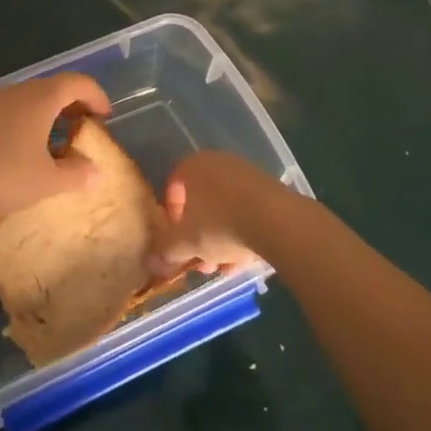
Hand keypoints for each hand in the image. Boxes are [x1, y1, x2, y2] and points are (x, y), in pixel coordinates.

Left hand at [0, 72, 111, 227]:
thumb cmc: (1, 175)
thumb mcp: (46, 182)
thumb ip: (76, 174)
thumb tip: (95, 171)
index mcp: (40, 99)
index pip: (77, 82)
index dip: (96, 96)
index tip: (105, 117)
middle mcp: (16, 92)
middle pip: (52, 89)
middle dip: (72, 107)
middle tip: (83, 131)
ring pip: (28, 101)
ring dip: (46, 117)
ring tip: (54, 146)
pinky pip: (8, 113)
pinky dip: (24, 125)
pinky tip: (21, 153)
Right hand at [149, 149, 276, 278]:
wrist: (278, 222)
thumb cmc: (220, 225)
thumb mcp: (185, 242)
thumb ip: (165, 250)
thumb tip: (151, 261)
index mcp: (193, 166)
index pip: (173, 186)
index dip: (171, 216)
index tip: (175, 239)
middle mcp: (219, 163)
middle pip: (201, 201)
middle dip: (197, 234)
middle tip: (199, 260)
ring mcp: (248, 175)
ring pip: (225, 209)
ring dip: (220, 239)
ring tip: (223, 267)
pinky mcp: (271, 191)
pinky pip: (248, 212)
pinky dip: (242, 233)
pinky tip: (243, 260)